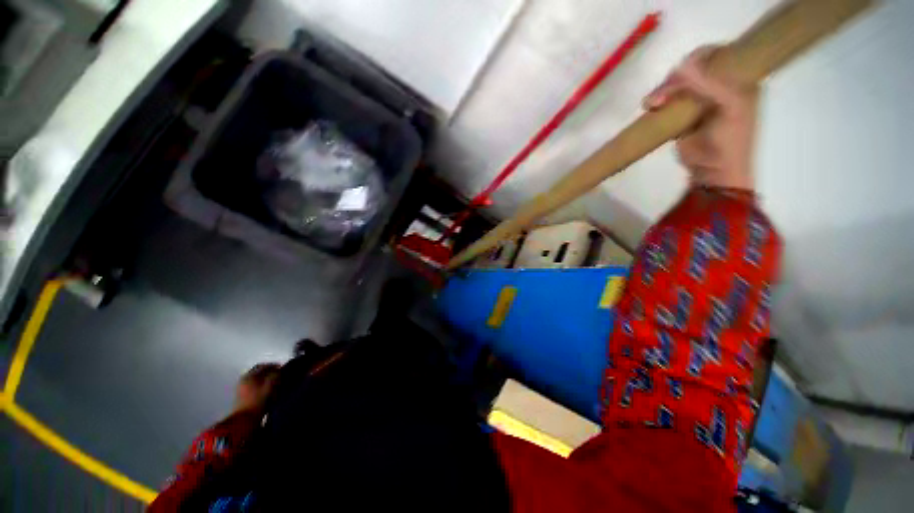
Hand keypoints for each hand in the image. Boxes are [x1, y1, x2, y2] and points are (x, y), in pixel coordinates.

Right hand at [644, 47, 759, 190]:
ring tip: (650, 104)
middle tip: (659, 95)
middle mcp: (719, 85)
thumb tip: (680, 66)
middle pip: (693, 69)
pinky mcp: (682, 116)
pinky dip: (658, 103)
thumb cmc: (728, 141)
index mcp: (739, 79)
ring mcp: (699, 101)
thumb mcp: (728, 108)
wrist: (713, 172)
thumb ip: (708, 85)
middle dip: (673, 79)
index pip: (718, 55)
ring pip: (678, 85)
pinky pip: (669, 101)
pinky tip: (651, 108)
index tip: (679, 72)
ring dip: (662, 92)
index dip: (698, 58)